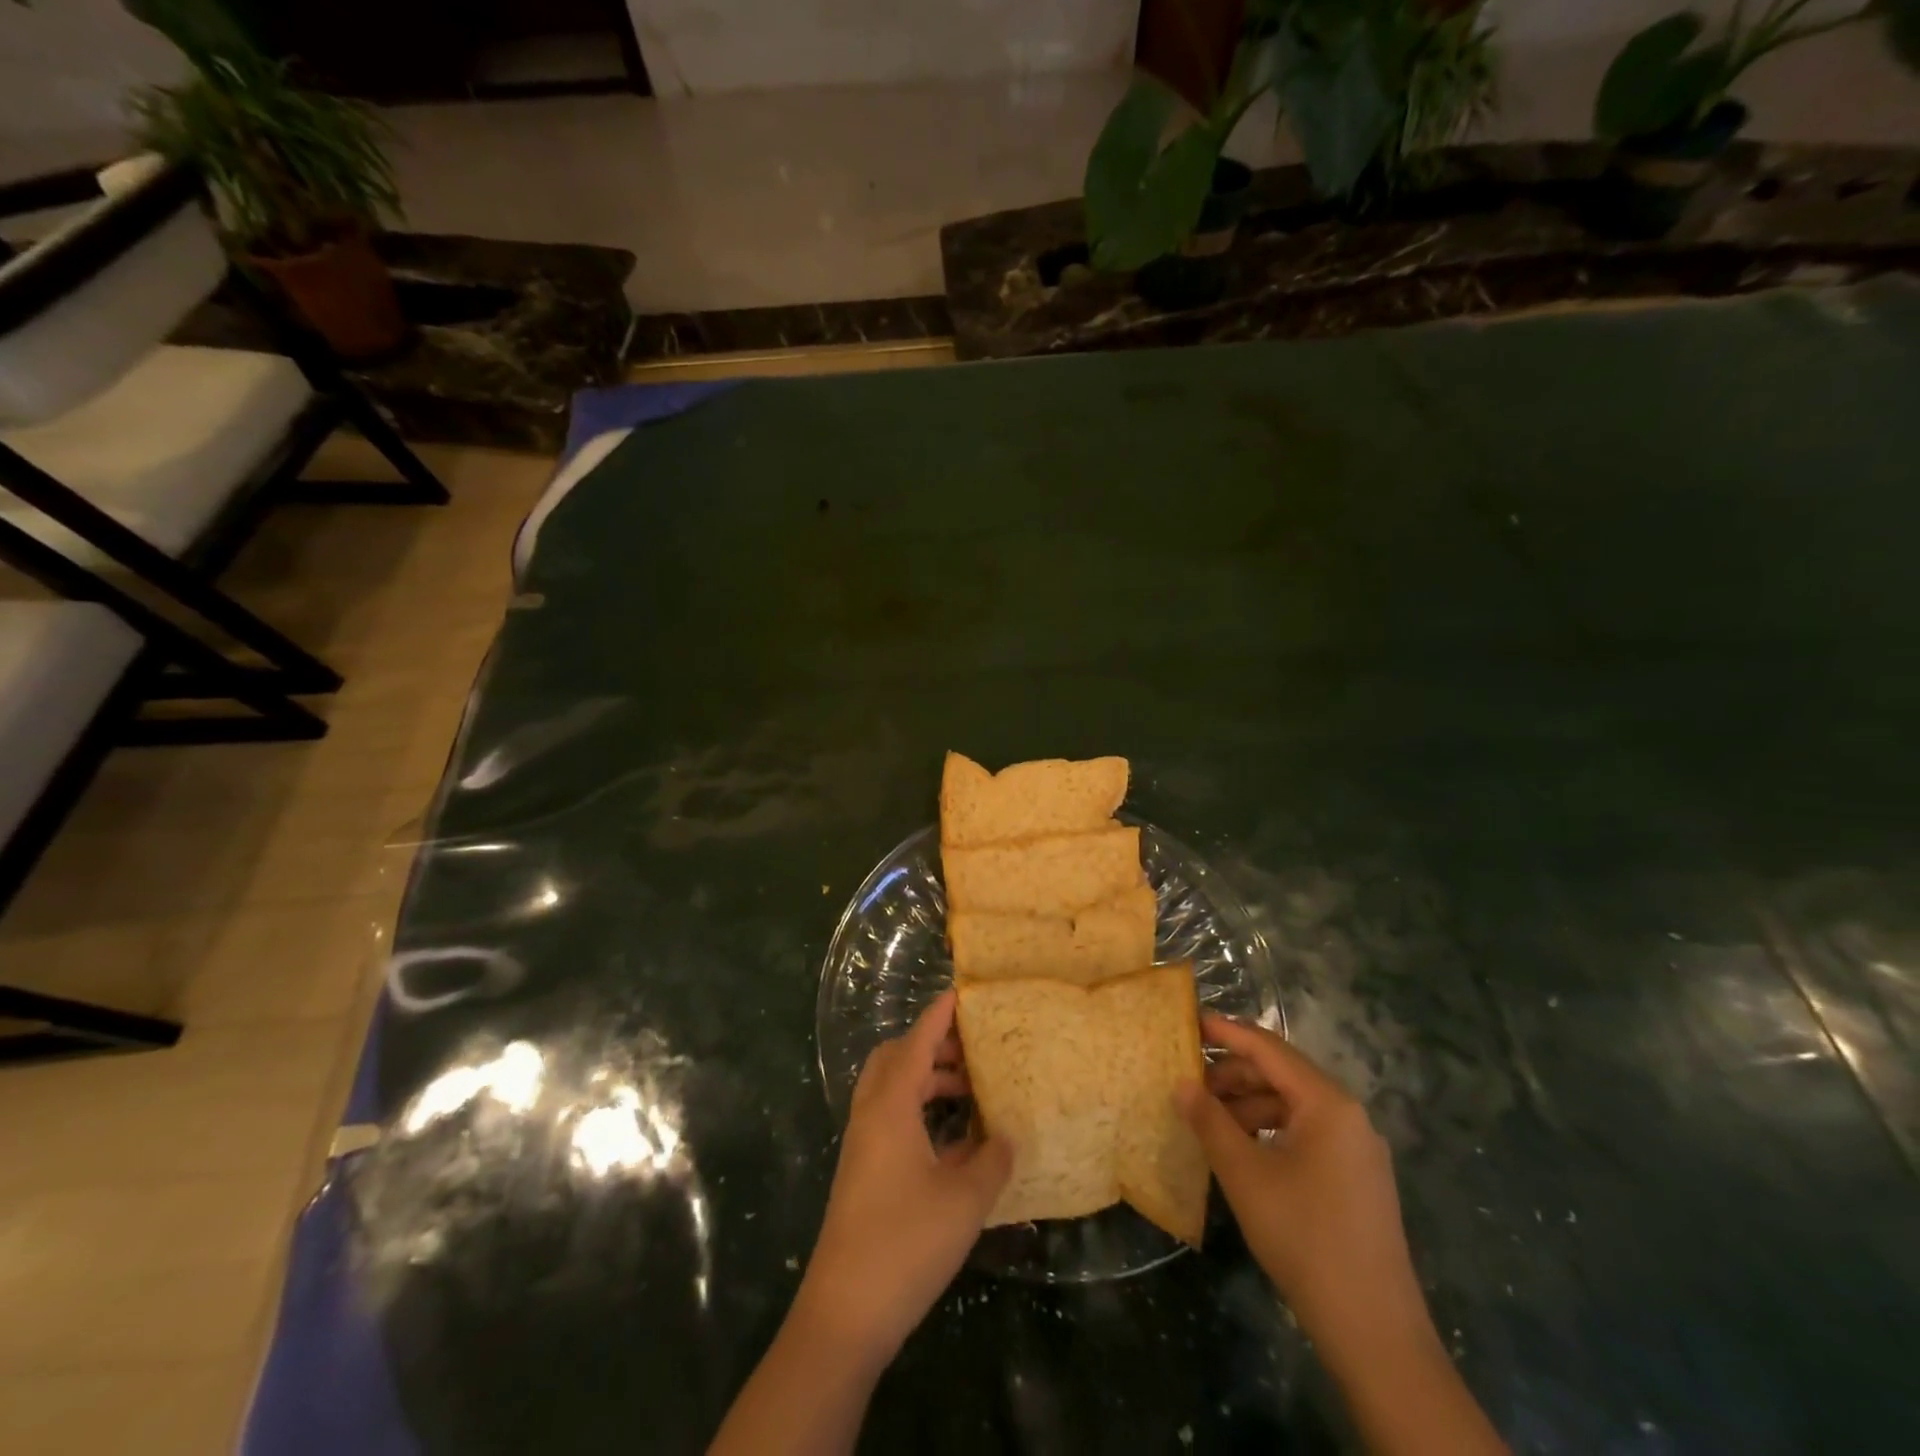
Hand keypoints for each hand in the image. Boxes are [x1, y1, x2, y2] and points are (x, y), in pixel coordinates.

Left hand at [793, 991, 1012, 1368]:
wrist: (844, 1312)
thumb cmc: (905, 1243)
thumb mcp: (964, 1200)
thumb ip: (992, 1161)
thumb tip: (1008, 1136)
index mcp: (891, 1106)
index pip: (916, 1041)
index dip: (939, 1015)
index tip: (962, 992)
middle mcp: (871, 1115)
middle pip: (896, 1058)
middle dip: (932, 1045)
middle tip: (971, 1050)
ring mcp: (863, 1144)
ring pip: (892, 1090)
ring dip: (927, 1080)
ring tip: (970, 1092)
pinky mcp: (863, 1172)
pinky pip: (891, 1120)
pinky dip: (920, 1112)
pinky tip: (954, 1142)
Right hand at [1179, 1014, 1429, 1360]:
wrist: (1373, 1329)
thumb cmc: (1303, 1236)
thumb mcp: (1244, 1174)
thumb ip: (1209, 1121)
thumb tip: (1181, 1083)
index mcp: (1328, 1103)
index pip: (1269, 1049)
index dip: (1227, 1032)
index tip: (1190, 1021)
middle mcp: (1348, 1115)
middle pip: (1282, 1074)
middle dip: (1233, 1074)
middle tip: (1189, 1081)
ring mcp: (1357, 1148)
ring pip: (1293, 1106)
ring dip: (1248, 1104)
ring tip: (1208, 1119)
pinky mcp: (1357, 1178)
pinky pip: (1306, 1133)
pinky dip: (1269, 1129)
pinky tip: (1241, 1148)